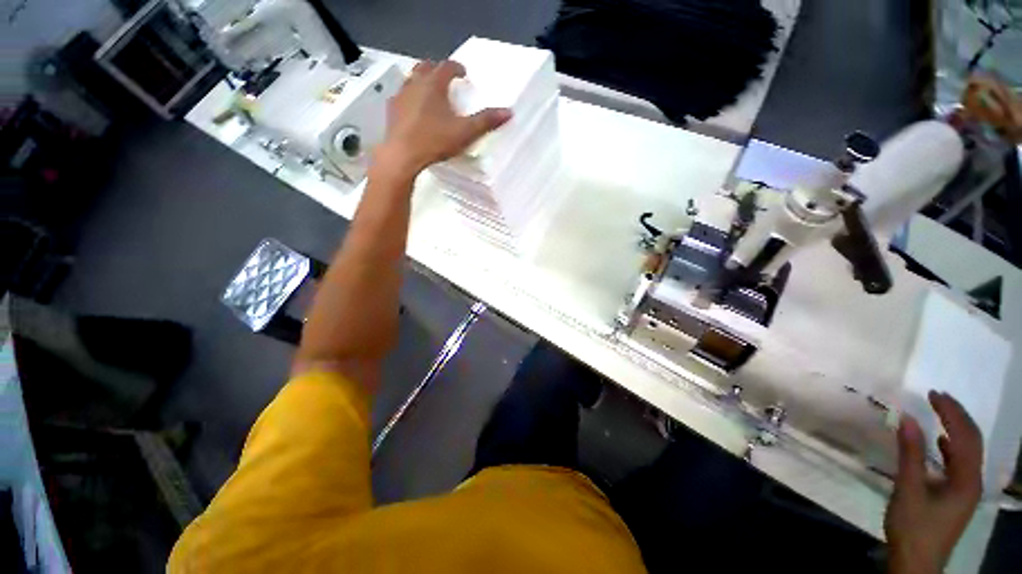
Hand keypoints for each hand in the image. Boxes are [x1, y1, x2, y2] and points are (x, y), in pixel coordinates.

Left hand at [374, 60, 511, 178]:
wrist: (403, 156)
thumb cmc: (435, 141)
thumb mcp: (465, 132)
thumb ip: (486, 121)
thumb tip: (508, 112)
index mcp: (434, 84)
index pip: (447, 66)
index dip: (457, 68)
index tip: (463, 73)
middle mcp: (415, 84)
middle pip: (425, 67)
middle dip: (437, 70)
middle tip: (445, 79)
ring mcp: (400, 96)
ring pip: (411, 79)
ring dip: (421, 82)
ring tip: (429, 93)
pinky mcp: (391, 111)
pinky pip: (401, 96)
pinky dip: (410, 97)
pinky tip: (413, 111)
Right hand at [885, 391, 982, 573]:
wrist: (916, 561)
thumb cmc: (913, 526)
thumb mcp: (908, 489)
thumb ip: (910, 454)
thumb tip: (907, 418)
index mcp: (967, 479)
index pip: (965, 436)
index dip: (951, 412)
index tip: (933, 393)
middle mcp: (973, 481)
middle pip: (972, 441)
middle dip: (957, 416)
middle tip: (937, 397)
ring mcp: (967, 489)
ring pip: (968, 451)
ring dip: (956, 428)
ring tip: (939, 413)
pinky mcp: (958, 495)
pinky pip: (960, 463)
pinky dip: (952, 447)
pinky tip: (941, 443)